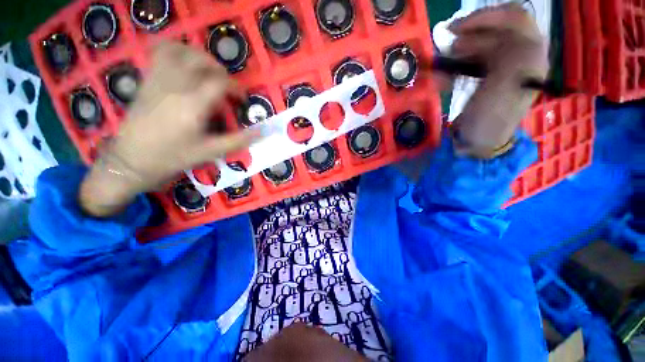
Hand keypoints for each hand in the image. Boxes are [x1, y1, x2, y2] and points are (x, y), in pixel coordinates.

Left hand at [79, 42, 256, 217]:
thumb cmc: (173, 157)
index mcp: (193, 104)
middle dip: (220, 71)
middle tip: (227, 87)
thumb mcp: (211, 152)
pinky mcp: (147, 80)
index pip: (220, 82)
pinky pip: (160, 53)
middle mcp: (175, 85)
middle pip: (202, 61)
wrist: (131, 159)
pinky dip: (176, 51)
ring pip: (180, 51)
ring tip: (208, 72)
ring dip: (199, 57)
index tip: (241, 99)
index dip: (236, 88)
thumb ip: (239, 140)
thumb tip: (263, 132)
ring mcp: (158, 79)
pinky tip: (184, 65)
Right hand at [449, 4, 547, 156]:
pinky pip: (472, 61)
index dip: (484, 17)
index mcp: (530, 56)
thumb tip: (496, 34)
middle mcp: (521, 57)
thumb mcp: (504, 88)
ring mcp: (503, 67)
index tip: (454, 31)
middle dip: (467, 35)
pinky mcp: (487, 79)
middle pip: (496, 29)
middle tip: (444, 48)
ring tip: (441, 66)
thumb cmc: (489, 121)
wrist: (478, 145)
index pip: (513, 18)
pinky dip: (455, 65)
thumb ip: (511, 55)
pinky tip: (444, 77)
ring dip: (458, 52)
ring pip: (481, 44)